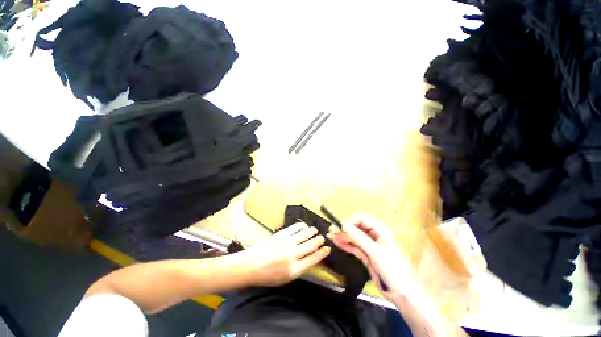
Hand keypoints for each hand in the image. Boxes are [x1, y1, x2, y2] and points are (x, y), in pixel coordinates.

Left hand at [244, 222, 330, 286]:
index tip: (328, 248)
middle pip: (311, 245)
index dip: (322, 253)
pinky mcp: (281, 234)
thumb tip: (311, 258)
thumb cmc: (269, 275)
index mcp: (294, 269)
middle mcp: (292, 255)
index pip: (313, 259)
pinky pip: (295, 228)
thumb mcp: (286, 278)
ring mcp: (286, 243)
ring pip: (304, 234)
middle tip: (322, 238)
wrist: (252, 265)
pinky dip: (301, 226)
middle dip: (319, 240)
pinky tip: (304, 225)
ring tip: (315, 230)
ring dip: (312, 231)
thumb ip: (300, 269)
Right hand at [329, 214, 419, 302]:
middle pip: (357, 228)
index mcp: (380, 230)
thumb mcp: (375, 251)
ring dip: (344, 237)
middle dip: (345, 229)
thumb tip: (343, 225)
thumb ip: (359, 237)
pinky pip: (355, 248)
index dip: (352, 221)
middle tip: (332, 232)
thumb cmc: (393, 268)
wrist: (403, 294)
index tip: (341, 227)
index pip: (363, 219)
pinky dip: (347, 245)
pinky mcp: (367, 256)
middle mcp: (375, 236)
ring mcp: (370, 247)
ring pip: (355, 238)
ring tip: (331, 237)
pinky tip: (338, 243)